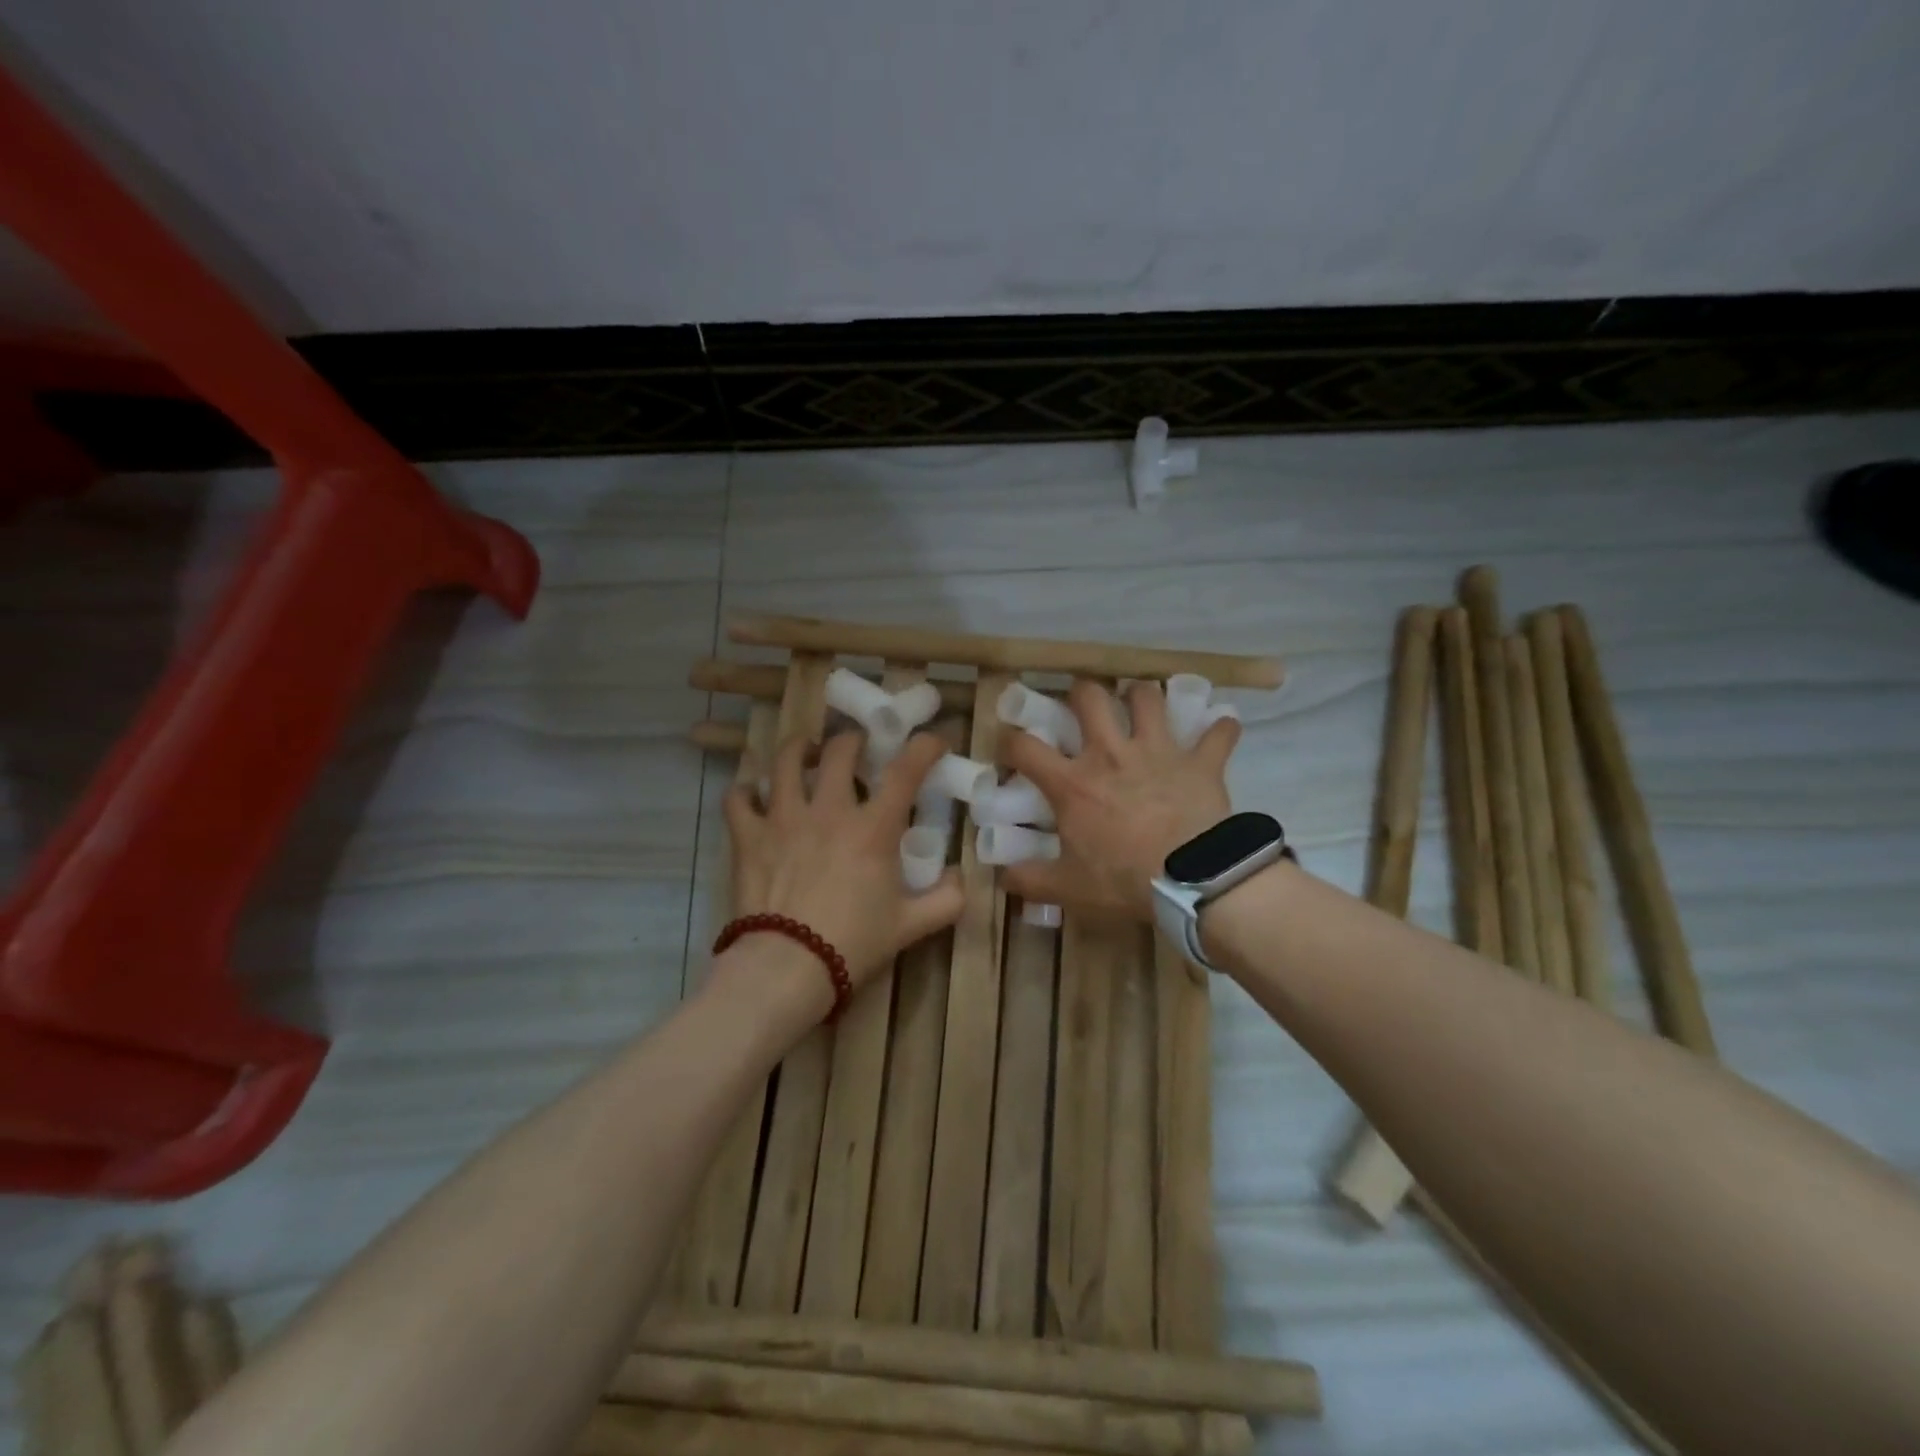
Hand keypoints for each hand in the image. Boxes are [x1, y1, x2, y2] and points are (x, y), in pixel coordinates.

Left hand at [721, 728, 965, 993]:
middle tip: (859, 749)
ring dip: (799, 749)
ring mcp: (783, 818)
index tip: (933, 741)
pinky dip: (746, 791)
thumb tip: (960, 878)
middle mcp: (829, 810)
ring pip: (786, 761)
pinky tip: (754, 795)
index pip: (905, 770)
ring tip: (805, 751)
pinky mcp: (748, 836)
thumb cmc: (853, 943)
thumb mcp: (911, 926)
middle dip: (854, 741)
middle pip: (840, 750)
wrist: (787, 968)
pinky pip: (739, 798)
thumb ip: (946, 900)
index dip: (924, 747)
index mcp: (873, 828)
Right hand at [1000, 679, 1238, 921]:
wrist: (1192, 879)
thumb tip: (1003, 878)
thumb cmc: (1124, 879)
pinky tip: (1221, 728)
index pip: (1025, 747)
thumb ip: (1031, 880)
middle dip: (1082, 693)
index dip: (1010, 740)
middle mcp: (1110, 754)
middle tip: (1083, 705)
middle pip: (1089, 698)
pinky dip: (1220, 729)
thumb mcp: (1069, 888)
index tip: (1010, 745)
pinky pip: (1217, 734)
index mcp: (1073, 782)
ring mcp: (1158, 751)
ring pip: (1148, 698)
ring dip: (1144, 696)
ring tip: (1141, 704)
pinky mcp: (1200, 762)